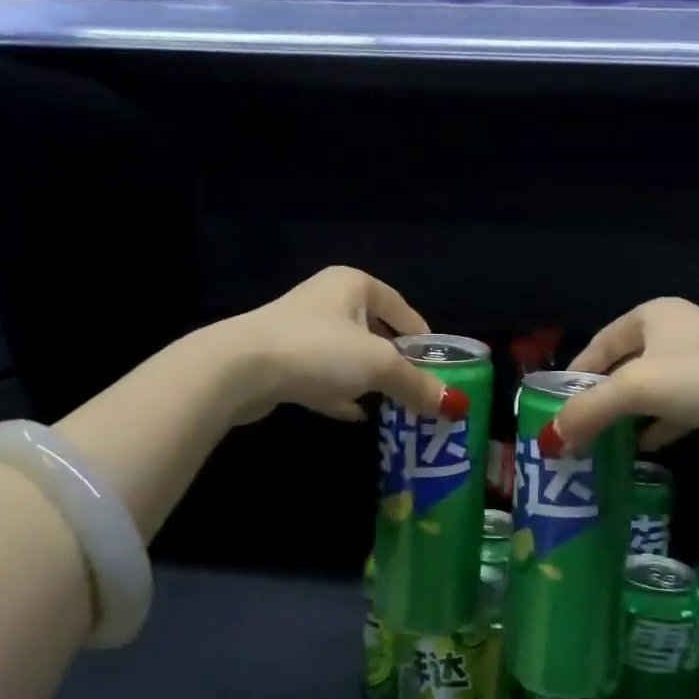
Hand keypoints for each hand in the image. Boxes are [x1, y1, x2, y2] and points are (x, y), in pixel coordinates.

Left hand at [223, 266, 461, 424]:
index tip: (440, 365)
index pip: (401, 308)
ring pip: (348, 355)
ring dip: (369, 379)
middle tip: (419, 389)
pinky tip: (356, 415)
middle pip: (375, 331)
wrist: (239, 369)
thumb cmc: (318, 350)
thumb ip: (417, 384)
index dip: (423, 337)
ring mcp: (301, 330)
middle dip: (397, 362)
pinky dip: (341, 393)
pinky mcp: (282, 360)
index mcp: (353, 284)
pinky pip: (323, 376)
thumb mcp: (378, 365)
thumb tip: (458, 406)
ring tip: (394, 404)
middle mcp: (327, 300)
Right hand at [550, 298, 698, 475]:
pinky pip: (675, 408)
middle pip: (620, 368)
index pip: (596, 346)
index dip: (572, 379)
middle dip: (597, 401)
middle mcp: (673, 332)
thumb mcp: (639, 387)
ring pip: (649, 390)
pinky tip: (642, 449)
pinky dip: (656, 426)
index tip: (552, 412)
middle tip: (573, 435)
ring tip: (599, 447)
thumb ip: (590, 409)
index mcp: (649, 316)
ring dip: (625, 417)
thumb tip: (548, 440)